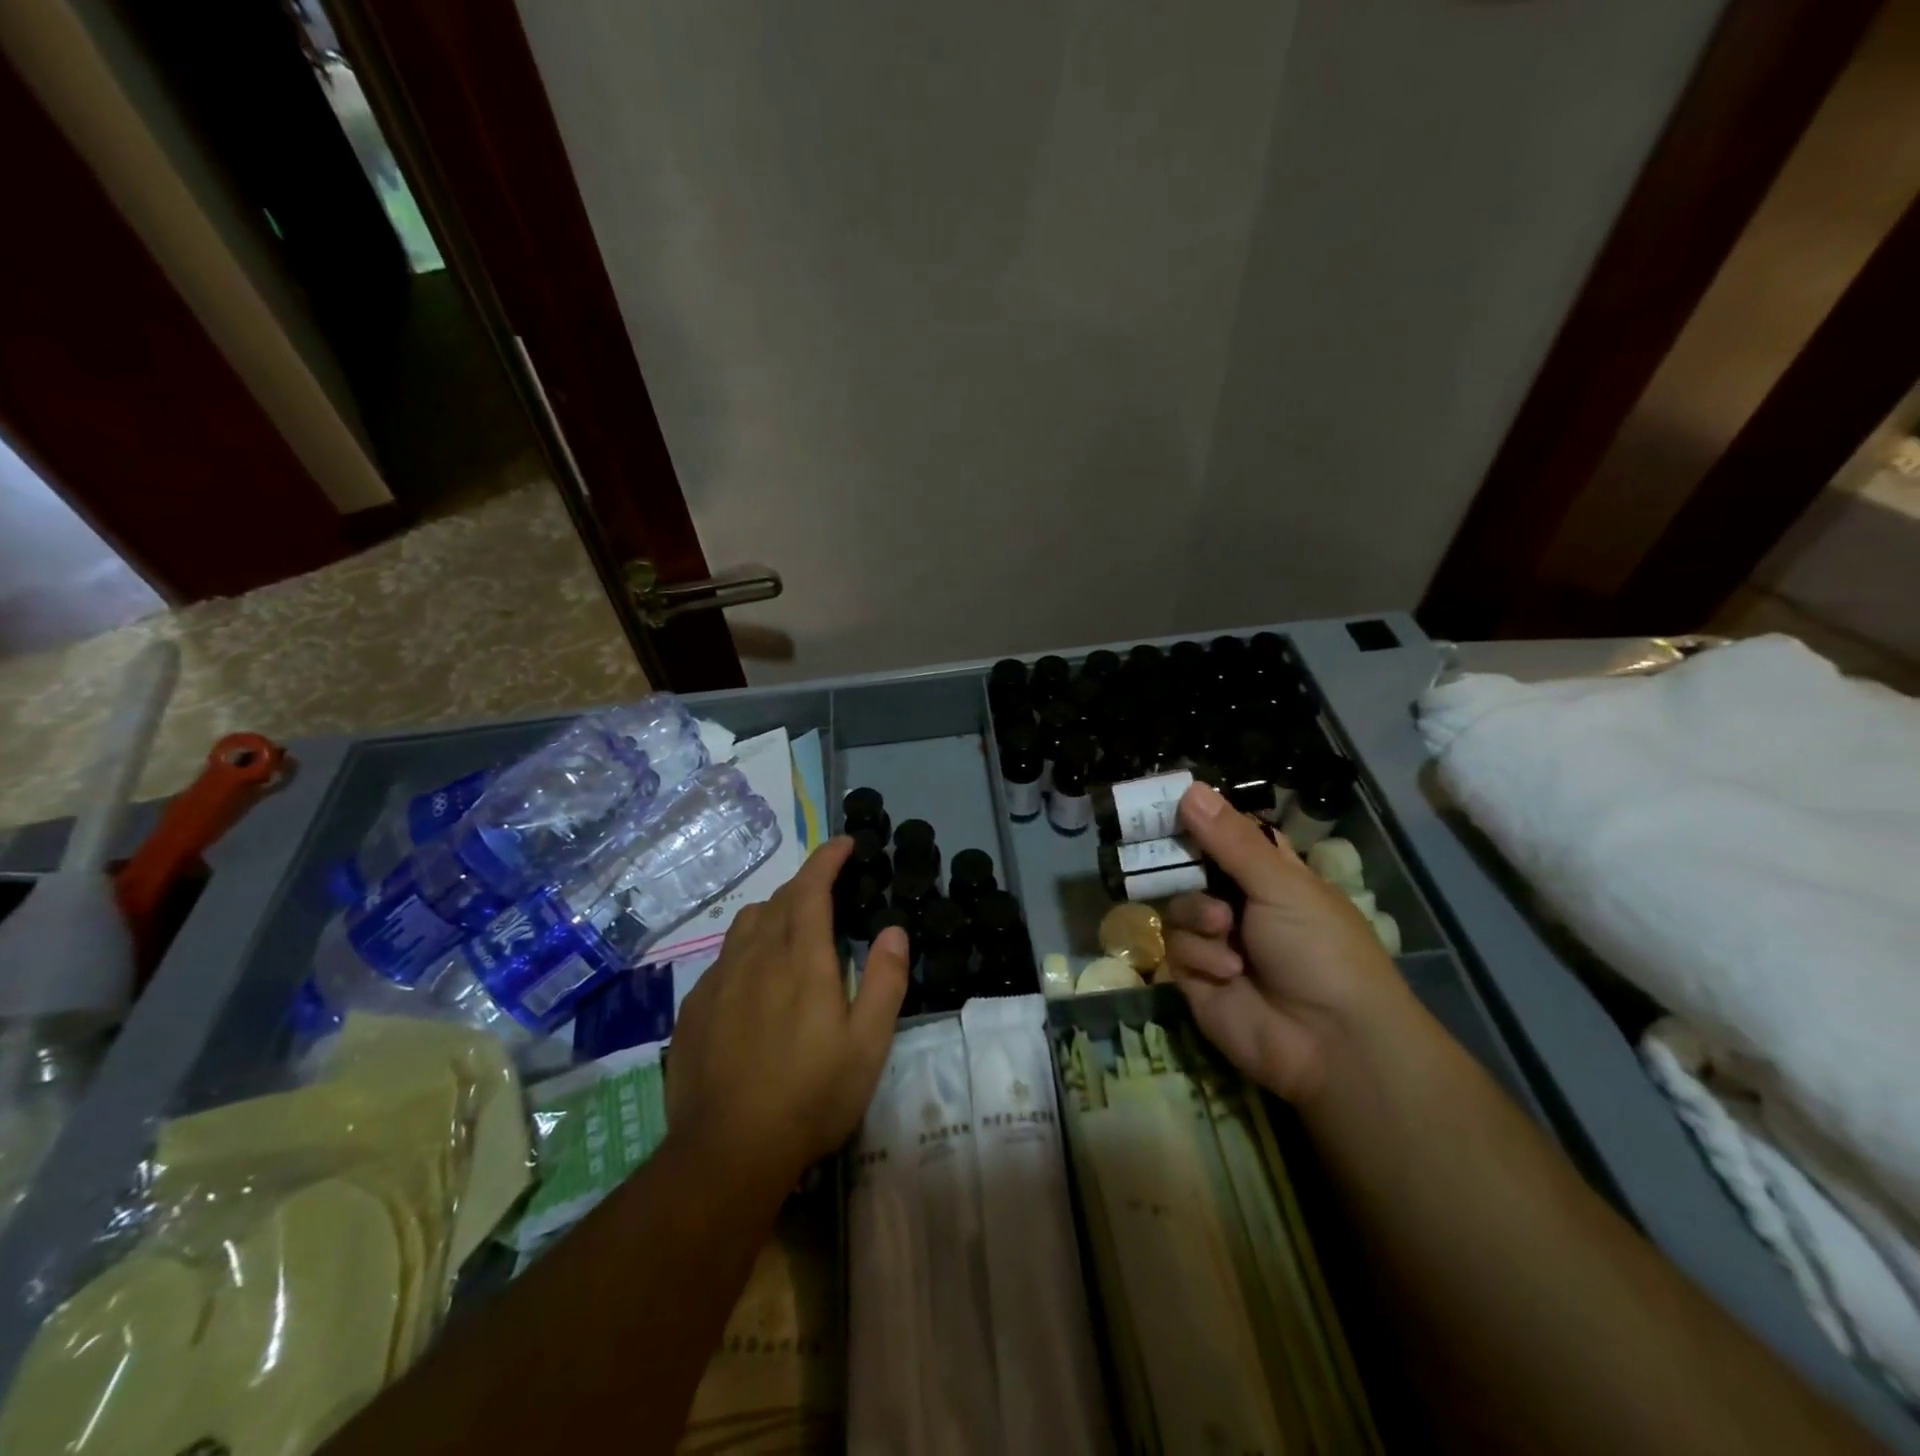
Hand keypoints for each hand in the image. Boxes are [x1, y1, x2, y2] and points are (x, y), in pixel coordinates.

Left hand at [665, 837, 908, 1184]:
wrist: (727, 1152)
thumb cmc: (811, 1096)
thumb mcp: (868, 1045)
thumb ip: (884, 980)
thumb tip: (894, 929)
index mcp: (801, 958)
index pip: (812, 887)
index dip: (827, 858)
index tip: (844, 843)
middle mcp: (756, 956)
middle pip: (779, 899)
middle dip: (806, 883)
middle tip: (830, 891)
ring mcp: (719, 980)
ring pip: (746, 924)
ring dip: (774, 911)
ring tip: (794, 930)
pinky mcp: (695, 1007)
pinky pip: (724, 958)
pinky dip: (747, 949)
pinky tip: (756, 981)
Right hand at [1164, 782, 1409, 1105]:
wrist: (1330, 1041)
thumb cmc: (1320, 947)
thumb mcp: (1281, 884)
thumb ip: (1230, 840)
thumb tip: (1190, 788)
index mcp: (1268, 875)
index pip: (1225, 835)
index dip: (1199, 820)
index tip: (1167, 802)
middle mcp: (1239, 903)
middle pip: (1190, 868)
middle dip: (1178, 863)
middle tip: (1155, 848)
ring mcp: (1216, 941)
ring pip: (1178, 906)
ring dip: (1199, 916)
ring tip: (1225, 931)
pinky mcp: (1196, 977)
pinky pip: (1177, 948)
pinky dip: (1201, 956)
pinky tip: (1229, 972)